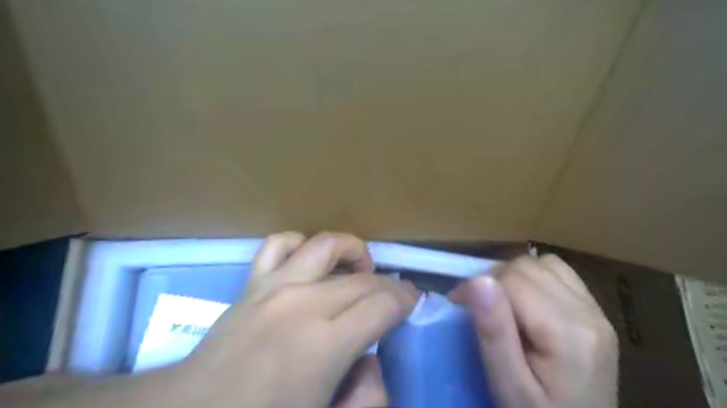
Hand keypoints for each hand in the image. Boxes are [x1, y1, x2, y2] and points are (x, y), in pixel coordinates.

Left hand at [174, 232, 419, 407]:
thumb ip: (366, 397)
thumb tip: (373, 360)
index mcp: (323, 345)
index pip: (382, 306)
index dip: (406, 300)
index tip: (413, 302)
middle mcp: (303, 305)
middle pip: (362, 279)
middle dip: (389, 284)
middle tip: (396, 295)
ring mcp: (274, 286)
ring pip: (326, 246)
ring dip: (352, 251)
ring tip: (360, 269)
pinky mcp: (253, 281)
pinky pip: (280, 244)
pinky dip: (301, 243)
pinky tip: (309, 261)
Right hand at [453, 256, 615, 407]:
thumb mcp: (509, 385)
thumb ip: (494, 332)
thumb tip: (478, 280)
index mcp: (568, 334)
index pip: (512, 280)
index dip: (479, 287)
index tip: (459, 306)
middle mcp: (589, 314)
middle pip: (527, 267)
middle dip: (495, 280)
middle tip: (479, 309)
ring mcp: (597, 311)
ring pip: (543, 263)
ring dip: (515, 277)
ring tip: (504, 304)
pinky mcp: (596, 313)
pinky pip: (560, 273)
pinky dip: (536, 278)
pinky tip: (528, 303)